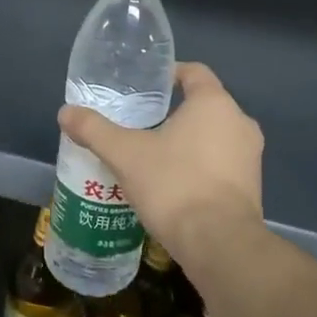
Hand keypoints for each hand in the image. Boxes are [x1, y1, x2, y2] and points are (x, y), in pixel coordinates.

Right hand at [58, 62, 262, 256]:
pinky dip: (199, 167)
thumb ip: (95, 130)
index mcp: (214, 104)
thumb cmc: (174, 185)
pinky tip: (172, 184)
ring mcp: (250, 157)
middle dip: (173, 112)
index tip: (145, 85)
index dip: (169, 73)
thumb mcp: (125, 155)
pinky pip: (221, 164)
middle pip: (203, 106)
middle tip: (140, 123)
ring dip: (187, 142)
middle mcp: (240, 123)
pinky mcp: (252, 187)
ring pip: (214, 137)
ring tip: (152, 155)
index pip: (195, 72)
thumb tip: (65, 112)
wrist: (219, 243)